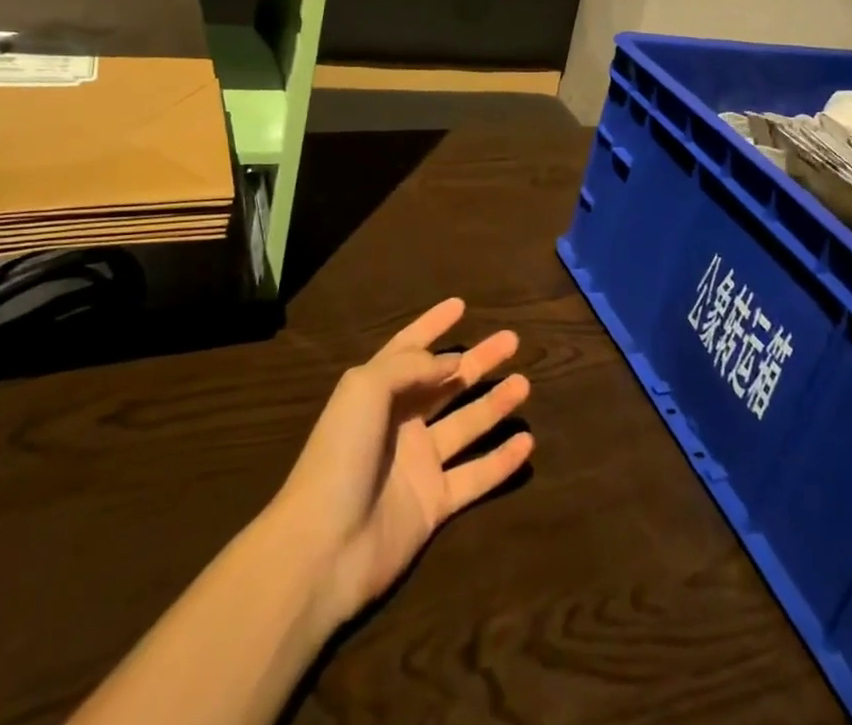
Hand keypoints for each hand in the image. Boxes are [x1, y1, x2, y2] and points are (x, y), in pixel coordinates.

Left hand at [272, 298, 533, 627]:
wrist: (324, 548)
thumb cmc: (341, 455)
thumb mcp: (366, 389)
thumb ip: (411, 366)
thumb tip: (451, 362)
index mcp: (377, 392)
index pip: (409, 348)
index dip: (432, 325)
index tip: (461, 304)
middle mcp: (400, 423)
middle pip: (446, 383)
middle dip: (477, 361)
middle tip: (511, 340)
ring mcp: (418, 465)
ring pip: (466, 426)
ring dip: (495, 404)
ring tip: (525, 383)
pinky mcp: (434, 505)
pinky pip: (475, 476)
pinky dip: (501, 461)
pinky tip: (527, 442)